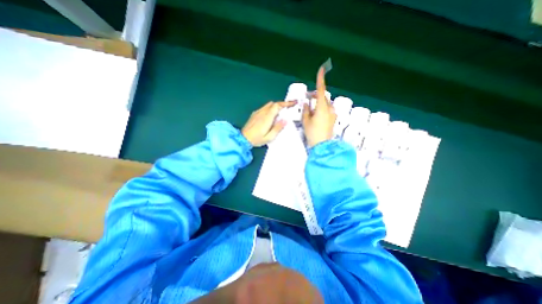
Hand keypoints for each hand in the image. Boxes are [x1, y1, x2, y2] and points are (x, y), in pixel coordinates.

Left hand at [241, 99, 295, 145]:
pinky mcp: (254, 114)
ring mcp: (257, 112)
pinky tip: (270, 116)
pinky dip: (270, 109)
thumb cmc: (256, 139)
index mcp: (267, 117)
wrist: (243, 139)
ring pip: (268, 105)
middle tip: (288, 109)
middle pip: (273, 103)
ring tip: (280, 113)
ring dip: (276, 107)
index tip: (293, 103)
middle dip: (282, 105)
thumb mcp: (269, 137)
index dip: (286, 103)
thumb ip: (278, 128)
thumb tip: (285, 120)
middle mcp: (262, 112)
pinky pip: (264, 108)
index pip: (277, 106)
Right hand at [303, 67, 337, 146]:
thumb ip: (306, 110)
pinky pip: (327, 110)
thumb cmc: (312, 133)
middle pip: (323, 98)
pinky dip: (322, 110)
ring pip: (325, 105)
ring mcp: (333, 114)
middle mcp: (329, 109)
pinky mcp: (333, 119)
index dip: (321, 80)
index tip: (322, 69)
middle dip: (316, 96)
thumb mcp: (306, 121)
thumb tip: (307, 103)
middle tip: (308, 99)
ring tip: (311, 111)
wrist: (322, 146)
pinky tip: (316, 117)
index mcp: (322, 108)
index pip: (321, 90)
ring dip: (319, 104)